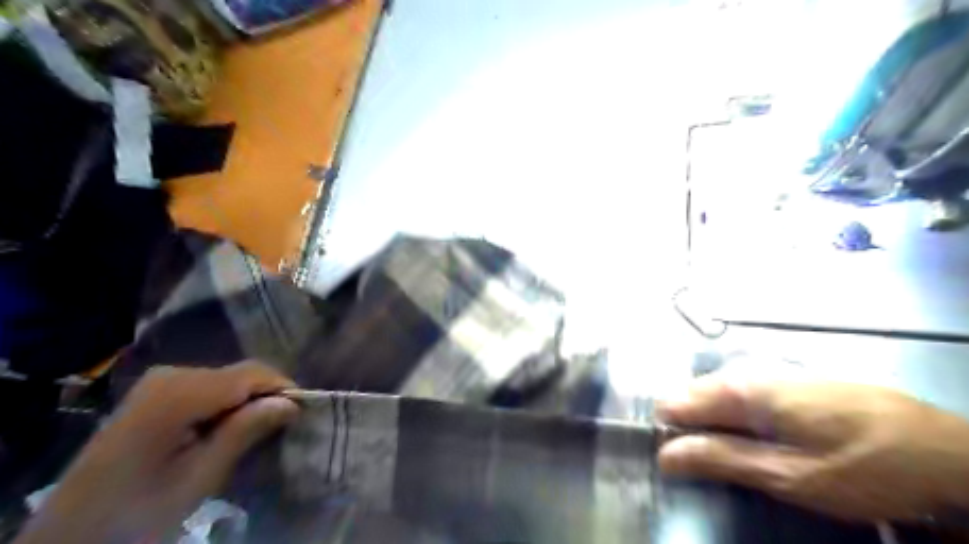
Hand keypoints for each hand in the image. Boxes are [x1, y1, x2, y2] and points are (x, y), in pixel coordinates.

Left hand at [13, 362, 294, 543]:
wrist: (71, 534)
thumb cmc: (138, 511)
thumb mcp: (200, 477)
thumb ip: (245, 432)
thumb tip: (291, 403)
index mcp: (180, 392)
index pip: (253, 373)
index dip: (284, 388)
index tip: (302, 414)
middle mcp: (171, 374)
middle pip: (240, 373)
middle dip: (266, 396)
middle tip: (281, 427)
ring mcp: (160, 380)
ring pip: (227, 379)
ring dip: (247, 402)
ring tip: (257, 431)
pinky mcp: (155, 392)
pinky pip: (208, 386)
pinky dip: (226, 404)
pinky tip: (226, 429)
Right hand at [658, 375, 968, 519]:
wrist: (947, 452)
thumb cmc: (864, 468)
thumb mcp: (787, 476)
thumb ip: (720, 460)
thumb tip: (664, 455)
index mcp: (740, 389)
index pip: (672, 403)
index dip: (672, 434)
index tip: (686, 464)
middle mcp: (746, 369)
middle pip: (692, 396)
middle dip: (695, 430)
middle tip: (723, 468)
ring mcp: (769, 369)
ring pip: (717, 395)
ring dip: (719, 425)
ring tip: (748, 458)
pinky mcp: (789, 376)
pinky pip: (743, 393)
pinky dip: (741, 417)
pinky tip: (769, 439)